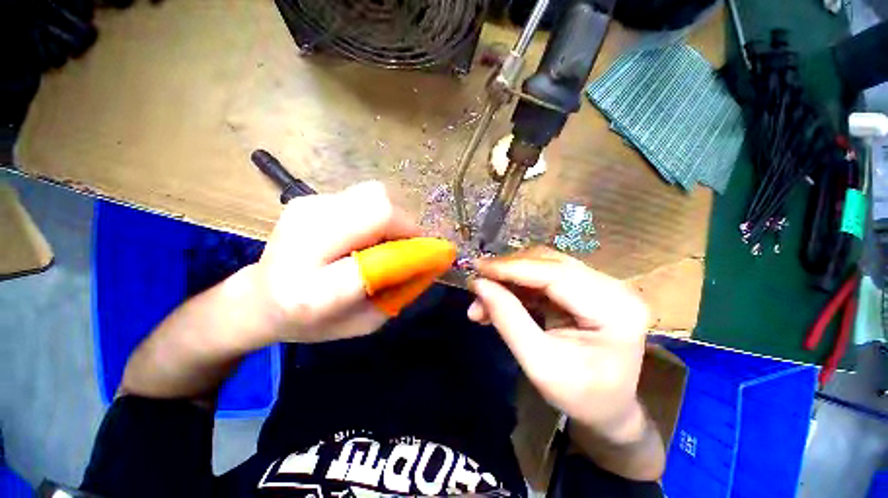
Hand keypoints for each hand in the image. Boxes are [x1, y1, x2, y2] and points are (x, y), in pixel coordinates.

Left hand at [252, 181, 420, 342]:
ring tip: (385, 240)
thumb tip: (432, 260)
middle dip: (407, 226)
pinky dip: (376, 213)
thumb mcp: (364, 322)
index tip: (436, 256)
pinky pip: (362, 196)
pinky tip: (364, 232)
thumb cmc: (313, 321)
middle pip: (378, 208)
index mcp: (313, 292)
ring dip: (393, 218)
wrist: (259, 297)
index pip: (378, 260)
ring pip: (374, 195)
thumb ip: (401, 292)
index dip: (413, 253)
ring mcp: (304, 211)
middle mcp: (305, 241)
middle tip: (409, 245)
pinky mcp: (307, 198)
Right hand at [468, 247, 649, 442]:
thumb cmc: (580, 396)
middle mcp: (613, 288)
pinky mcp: (585, 286)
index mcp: (614, 310)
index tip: (477, 268)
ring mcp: (601, 284)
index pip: (556, 274)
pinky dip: (517, 285)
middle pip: (549, 263)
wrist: (608, 407)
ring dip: (509, 278)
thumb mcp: (539, 365)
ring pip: (543, 265)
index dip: (512, 267)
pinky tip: (499, 298)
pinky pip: (543, 275)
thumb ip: (508, 320)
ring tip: (483, 298)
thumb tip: (479, 284)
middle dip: (507, 272)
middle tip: (476, 287)